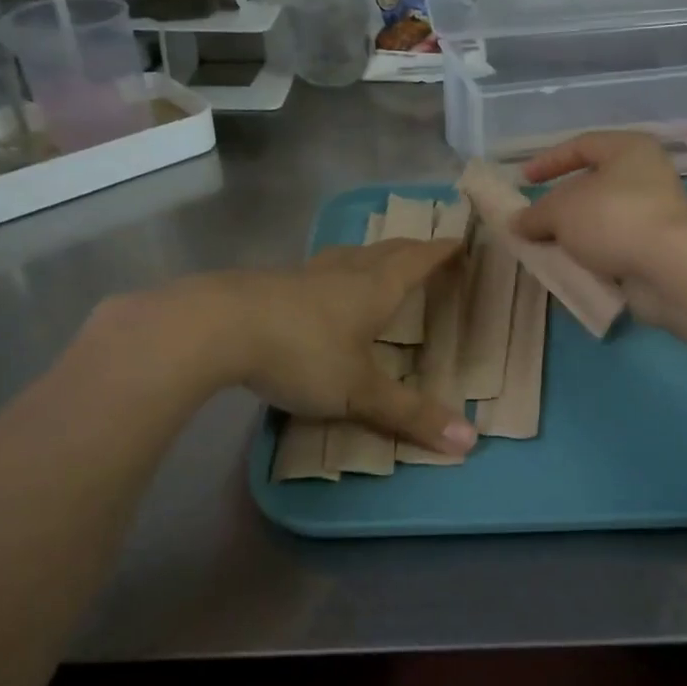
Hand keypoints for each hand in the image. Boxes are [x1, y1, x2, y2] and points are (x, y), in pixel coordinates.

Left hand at [213, 239, 475, 454]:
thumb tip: (470, 442)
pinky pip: (317, 271)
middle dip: (412, 250)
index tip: (461, 243)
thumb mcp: (359, 391)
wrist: (216, 328)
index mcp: (375, 287)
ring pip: (349, 255)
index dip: (442, 252)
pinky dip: (334, 273)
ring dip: (371, 256)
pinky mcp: (272, 284)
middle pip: (386, 250)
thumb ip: (410, 415)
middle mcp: (345, 271)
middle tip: (428, 252)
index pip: (419, 260)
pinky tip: (321, 290)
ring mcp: (305, 274)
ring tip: (377, 263)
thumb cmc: (302, 352)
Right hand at [511, 131, 686, 319]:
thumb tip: (516, 223)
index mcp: (629, 149)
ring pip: (604, 216)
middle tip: (535, 221)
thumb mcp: (560, 212)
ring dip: (576, 231)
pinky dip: (594, 251)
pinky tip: (573, 264)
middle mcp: (647, 173)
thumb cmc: (611, 219)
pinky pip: (616, 242)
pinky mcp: (659, 244)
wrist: (667, 266)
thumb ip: (534, 214)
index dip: (549, 161)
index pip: (582, 145)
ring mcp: (657, 210)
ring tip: (549, 247)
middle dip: (561, 203)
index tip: (524, 180)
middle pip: (594, 183)